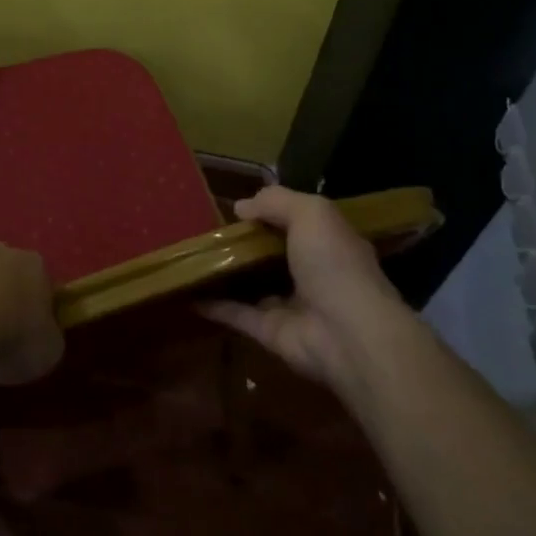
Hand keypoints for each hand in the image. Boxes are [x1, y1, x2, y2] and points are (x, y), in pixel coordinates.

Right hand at [201, 186, 402, 391]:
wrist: (348, 334)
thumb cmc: (334, 263)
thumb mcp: (310, 213)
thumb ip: (276, 201)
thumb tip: (241, 207)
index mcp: (328, 242)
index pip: (298, 222)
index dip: (271, 212)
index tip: (237, 207)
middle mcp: (312, 273)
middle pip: (272, 254)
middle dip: (245, 243)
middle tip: (207, 231)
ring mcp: (291, 305)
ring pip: (253, 285)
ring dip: (228, 274)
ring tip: (192, 257)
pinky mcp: (270, 333)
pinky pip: (237, 315)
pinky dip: (214, 305)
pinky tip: (188, 291)